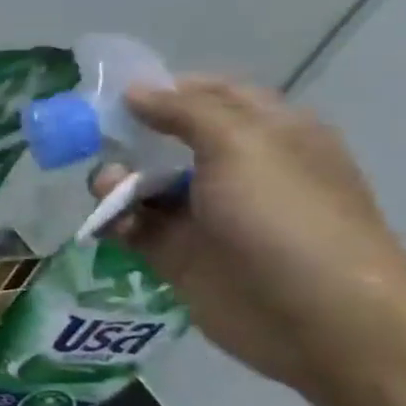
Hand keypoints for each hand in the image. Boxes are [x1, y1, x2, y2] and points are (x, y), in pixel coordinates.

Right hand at [99, 78, 405, 396]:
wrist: (317, 317)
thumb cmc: (285, 217)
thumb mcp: (241, 145)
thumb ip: (185, 112)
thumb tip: (135, 91)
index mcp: (270, 135)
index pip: (214, 95)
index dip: (167, 88)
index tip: (115, 92)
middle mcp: (238, 171)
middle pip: (169, 140)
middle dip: (129, 137)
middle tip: (88, 138)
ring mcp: (207, 215)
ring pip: (145, 185)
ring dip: (117, 182)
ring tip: (105, 190)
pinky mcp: (180, 254)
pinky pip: (134, 228)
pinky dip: (115, 222)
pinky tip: (106, 224)